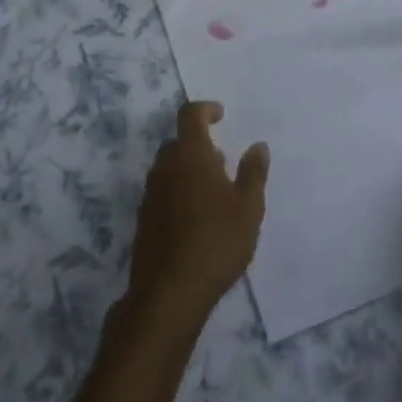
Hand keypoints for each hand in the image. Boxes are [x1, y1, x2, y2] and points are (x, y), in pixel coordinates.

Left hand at [125, 101, 267, 330]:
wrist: (169, 292)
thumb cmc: (216, 242)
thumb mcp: (248, 208)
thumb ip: (253, 173)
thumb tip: (258, 146)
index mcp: (190, 155)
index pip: (190, 115)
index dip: (205, 109)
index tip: (220, 115)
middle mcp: (165, 167)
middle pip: (178, 142)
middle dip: (199, 144)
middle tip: (222, 161)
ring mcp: (150, 193)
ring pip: (169, 168)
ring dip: (188, 169)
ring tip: (213, 193)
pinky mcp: (144, 219)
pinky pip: (162, 191)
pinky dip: (178, 191)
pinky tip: (196, 218)